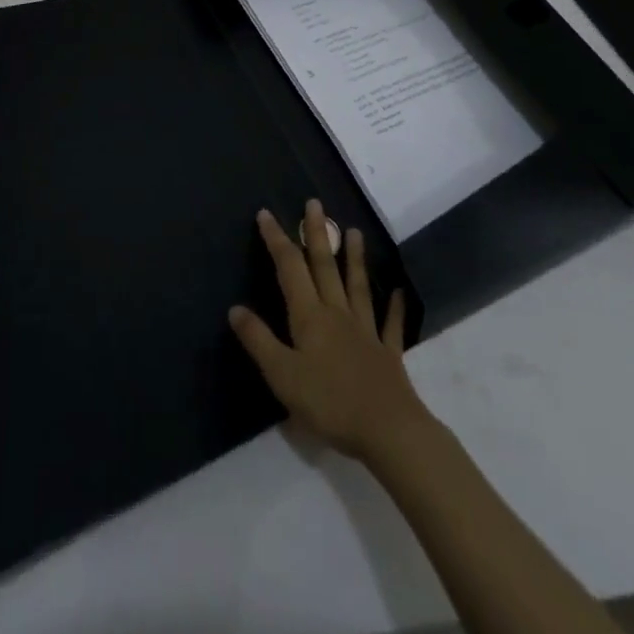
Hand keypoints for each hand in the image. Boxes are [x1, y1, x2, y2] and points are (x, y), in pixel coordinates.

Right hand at [229, 200, 430, 462]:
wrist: (388, 430)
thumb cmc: (329, 403)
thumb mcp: (282, 375)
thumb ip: (259, 341)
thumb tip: (235, 308)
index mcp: (309, 317)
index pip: (290, 268)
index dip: (277, 240)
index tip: (267, 214)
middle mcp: (337, 313)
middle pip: (325, 267)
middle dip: (317, 234)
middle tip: (315, 203)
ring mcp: (365, 331)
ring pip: (357, 286)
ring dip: (354, 258)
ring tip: (355, 231)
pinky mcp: (388, 353)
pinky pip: (390, 324)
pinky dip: (394, 307)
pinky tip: (398, 291)